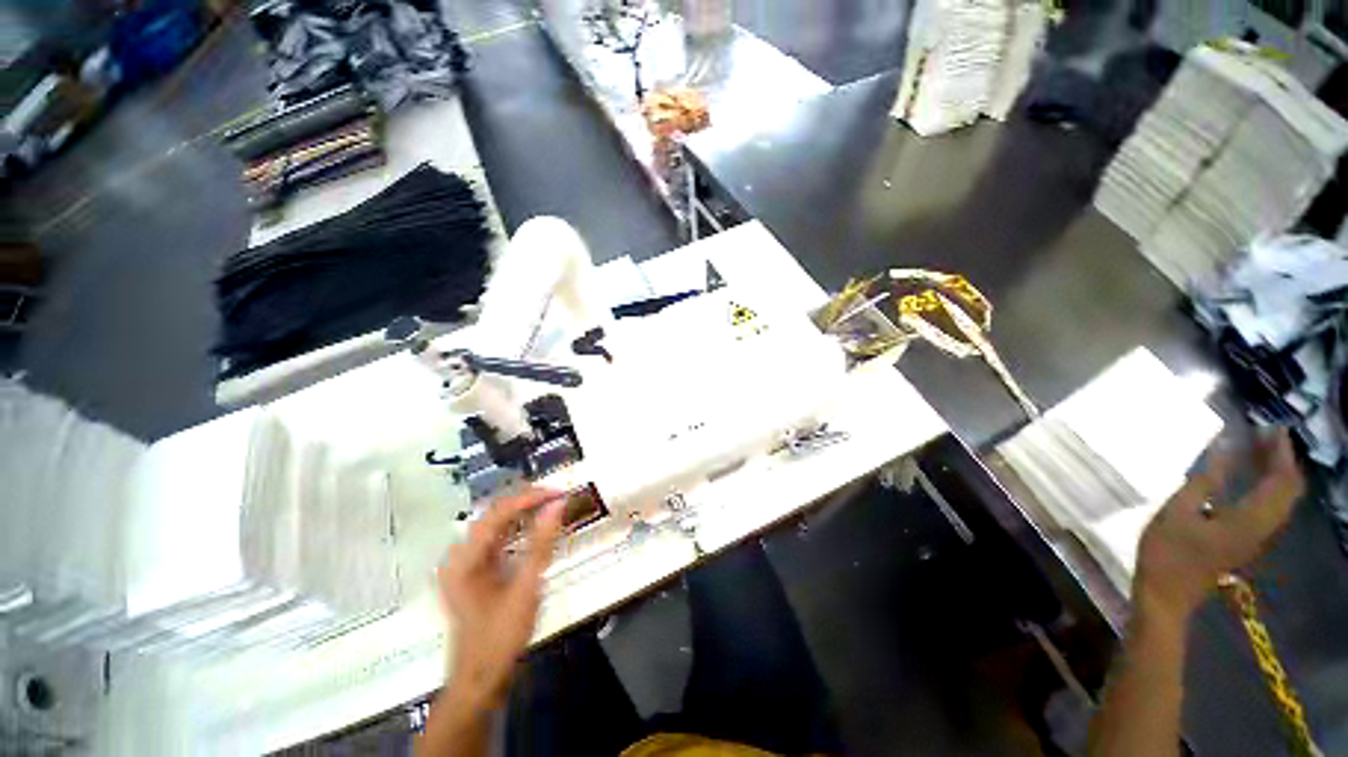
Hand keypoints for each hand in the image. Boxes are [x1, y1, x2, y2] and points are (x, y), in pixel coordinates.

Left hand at [437, 488, 565, 709]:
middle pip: (494, 514)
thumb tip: (557, 505)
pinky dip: (517, 529)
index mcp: (465, 559)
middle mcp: (460, 556)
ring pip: (495, 525)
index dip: (529, 498)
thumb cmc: (501, 637)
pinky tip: (535, 527)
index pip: (498, 512)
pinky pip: (496, 540)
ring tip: (550, 505)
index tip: (558, 492)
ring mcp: (465, 564)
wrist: (480, 680)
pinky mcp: (474, 572)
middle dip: (526, 501)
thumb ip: (542, 544)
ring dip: (523, 513)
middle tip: (557, 497)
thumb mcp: (526, 588)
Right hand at [1135, 429, 1302, 620]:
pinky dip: (1270, 488)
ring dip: (1278, 473)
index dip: (1280, 452)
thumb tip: (1226, 448)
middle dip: (1283, 460)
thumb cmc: (1166, 552)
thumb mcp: (1177, 512)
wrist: (1167, 595)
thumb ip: (1205, 480)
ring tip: (1260, 451)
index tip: (1271, 427)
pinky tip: (1253, 478)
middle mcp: (1263, 528)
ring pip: (1284, 500)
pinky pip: (1272, 509)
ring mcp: (1257, 538)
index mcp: (1249, 520)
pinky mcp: (1248, 542)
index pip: (1281, 480)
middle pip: (1289, 490)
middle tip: (1266, 435)